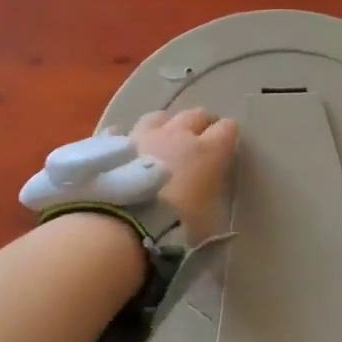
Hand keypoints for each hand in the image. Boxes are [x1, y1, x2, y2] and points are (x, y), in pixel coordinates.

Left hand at [131, 108, 239, 243]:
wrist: (122, 224)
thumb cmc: (175, 226)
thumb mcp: (209, 219)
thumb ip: (211, 197)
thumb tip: (208, 191)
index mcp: (208, 151)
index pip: (227, 128)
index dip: (227, 135)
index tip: (225, 147)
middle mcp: (178, 134)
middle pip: (195, 115)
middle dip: (200, 124)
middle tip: (199, 138)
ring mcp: (144, 135)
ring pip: (160, 117)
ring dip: (166, 125)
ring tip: (163, 138)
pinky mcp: (114, 144)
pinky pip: (123, 132)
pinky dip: (129, 139)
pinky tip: (127, 150)